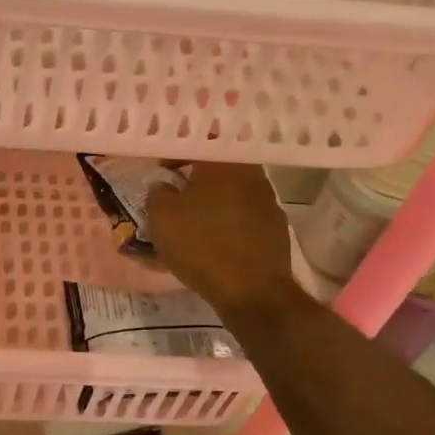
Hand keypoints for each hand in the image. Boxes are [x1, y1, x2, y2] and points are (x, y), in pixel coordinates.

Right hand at [147, 163, 300, 319]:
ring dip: (214, 201)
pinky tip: (216, 241)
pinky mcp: (276, 228)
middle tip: (177, 193)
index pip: (198, 144)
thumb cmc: (201, 245)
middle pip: (219, 168)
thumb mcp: (161, 216)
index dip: (176, 154)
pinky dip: (229, 222)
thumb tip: (164, 186)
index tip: (161, 170)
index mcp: (222, 164)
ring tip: (194, 221)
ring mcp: (268, 201)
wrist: (252, 290)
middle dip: (196, 178)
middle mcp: (251, 174)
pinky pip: (245, 216)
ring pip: (233, 192)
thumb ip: (158, 192)